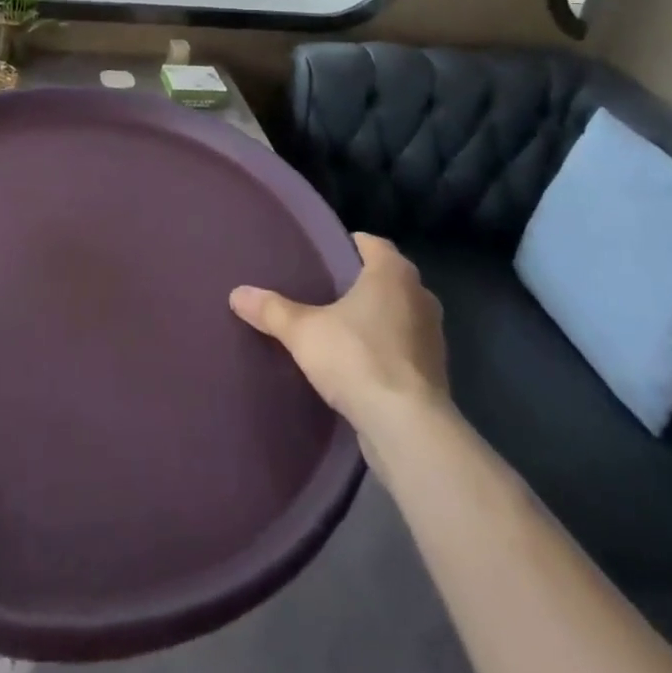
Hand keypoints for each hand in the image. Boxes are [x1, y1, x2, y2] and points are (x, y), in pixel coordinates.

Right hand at [230, 233, 450, 437]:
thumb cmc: (358, 358)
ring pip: (398, 314)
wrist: (408, 429)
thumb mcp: (303, 331)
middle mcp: (420, 296)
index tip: (322, 257)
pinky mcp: (435, 373)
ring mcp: (433, 336)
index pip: (371, 243)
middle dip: (359, 284)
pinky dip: (386, 350)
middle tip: (324, 291)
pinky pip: (404, 348)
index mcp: (394, 272)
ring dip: (376, 319)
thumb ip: (272, 310)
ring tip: (339, 329)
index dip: (346, 246)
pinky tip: (359, 365)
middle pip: (386, 278)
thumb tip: (236, 294)